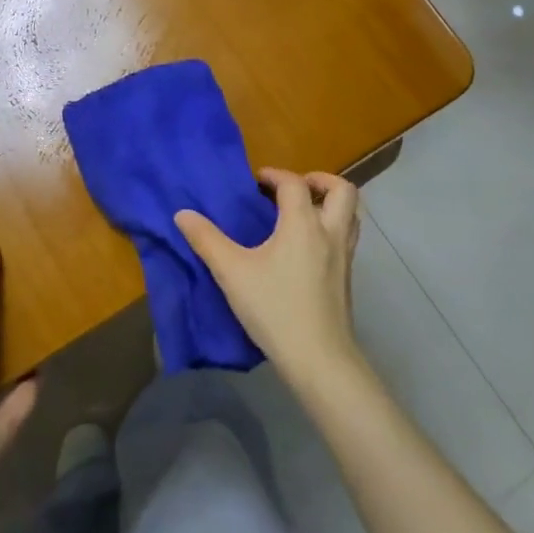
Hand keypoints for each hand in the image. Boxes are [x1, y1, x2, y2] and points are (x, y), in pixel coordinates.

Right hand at [174, 168, 363, 379]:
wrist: (318, 356)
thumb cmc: (274, 308)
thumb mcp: (232, 272)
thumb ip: (206, 240)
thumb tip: (182, 213)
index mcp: (303, 224)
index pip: (294, 184)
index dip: (275, 175)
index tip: (257, 181)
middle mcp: (330, 233)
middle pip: (342, 190)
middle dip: (320, 180)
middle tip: (294, 188)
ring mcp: (344, 256)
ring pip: (351, 215)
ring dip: (330, 204)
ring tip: (304, 212)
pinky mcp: (347, 278)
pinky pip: (347, 238)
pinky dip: (332, 228)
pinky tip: (308, 248)